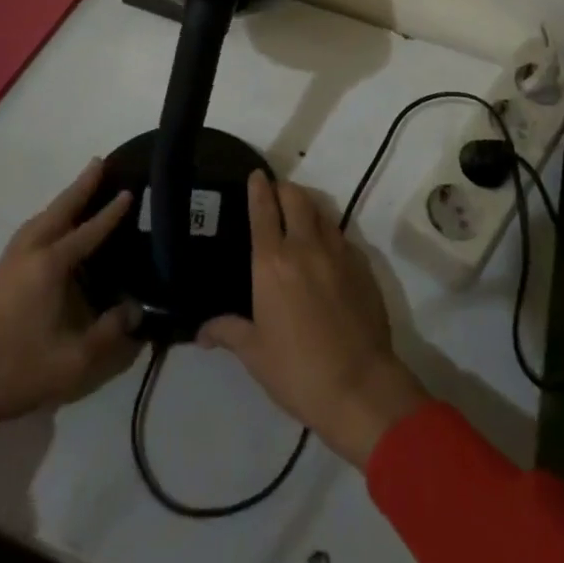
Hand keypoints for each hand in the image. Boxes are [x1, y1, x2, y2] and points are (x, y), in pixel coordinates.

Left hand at [0, 158, 141, 459]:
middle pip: (58, 211)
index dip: (111, 213)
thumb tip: (136, 309)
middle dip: (80, 187)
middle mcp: (28, 254)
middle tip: (98, 162)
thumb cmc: (15, 372)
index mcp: (49, 266)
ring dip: (60, 202)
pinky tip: (47, 231)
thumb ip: (110, 333)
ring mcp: (7, 263)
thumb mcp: (73, 361)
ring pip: (39, 220)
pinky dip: (45, 219)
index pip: (88, 232)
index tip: (129, 190)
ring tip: (76, 191)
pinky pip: (28, 233)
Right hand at [200, 174, 427, 467]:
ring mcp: (338, 252)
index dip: (258, 188)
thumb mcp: (254, 353)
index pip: (263, 209)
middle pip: (296, 198)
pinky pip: (341, 237)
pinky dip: (328, 234)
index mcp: (272, 262)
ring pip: (321, 213)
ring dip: (307, 207)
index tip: (255, 175)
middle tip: (275, 194)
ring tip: (299, 217)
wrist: (359, 387)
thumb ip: (228, 332)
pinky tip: (325, 251)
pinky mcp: (362, 266)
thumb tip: (201, 331)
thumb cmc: (297, 370)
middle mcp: (305, 246)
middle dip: (283, 189)